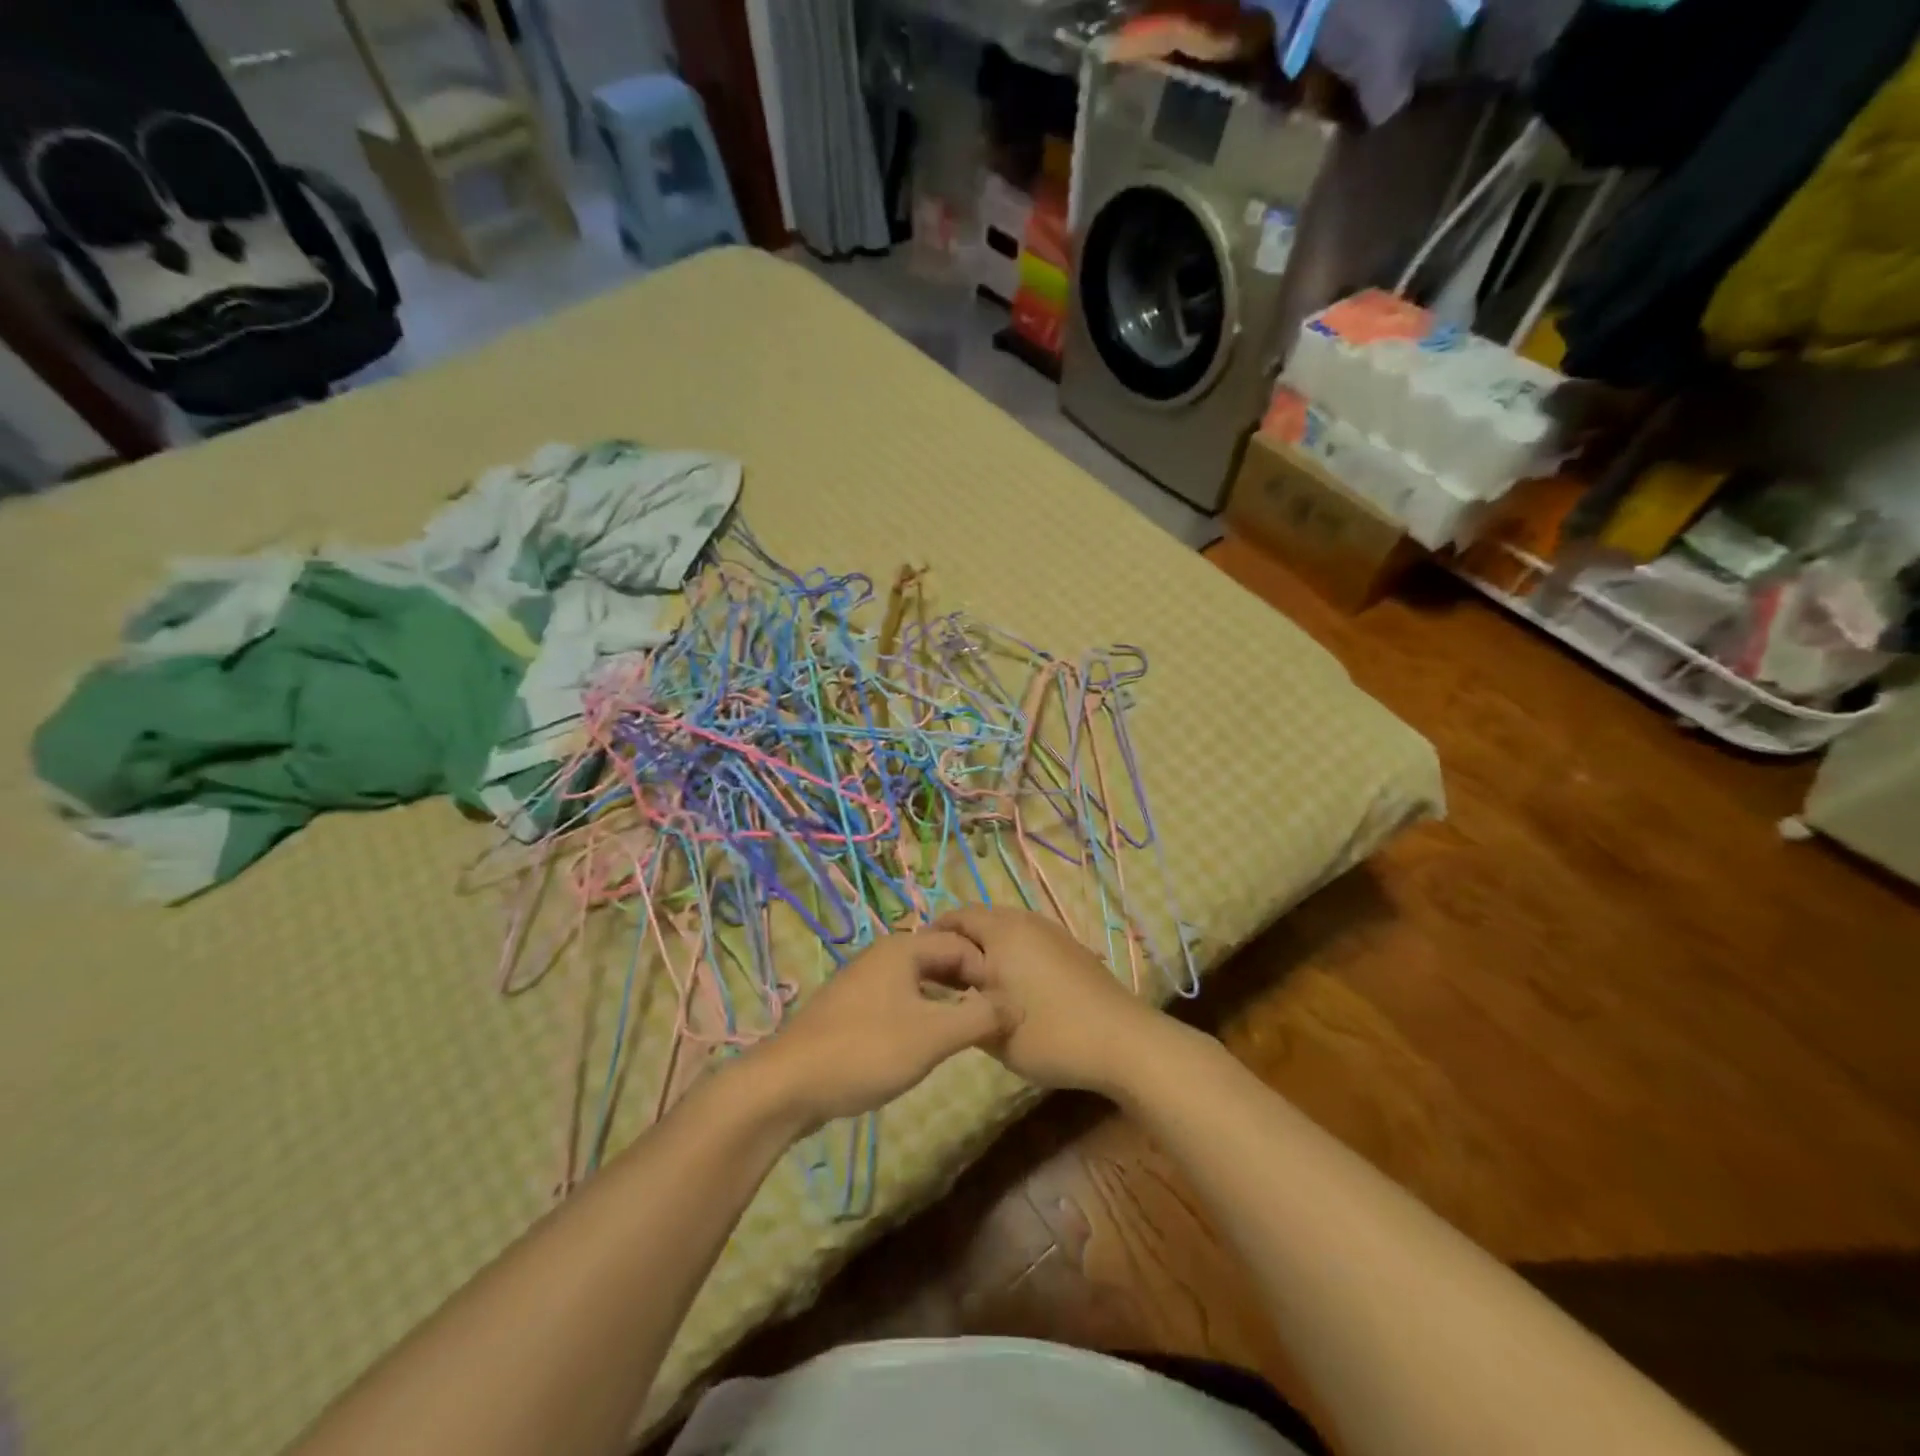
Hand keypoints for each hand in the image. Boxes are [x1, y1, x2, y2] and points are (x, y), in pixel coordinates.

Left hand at [749, 929, 1006, 1130]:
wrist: (788, 1084)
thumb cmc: (866, 1051)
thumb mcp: (933, 1036)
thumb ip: (980, 1017)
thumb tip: (1016, 1004)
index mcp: (904, 949)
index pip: (962, 945)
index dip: (990, 972)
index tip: (1010, 1005)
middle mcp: (884, 956)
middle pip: (940, 958)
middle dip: (970, 982)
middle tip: (996, 1016)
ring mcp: (864, 982)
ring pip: (920, 981)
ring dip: (948, 999)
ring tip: (970, 1029)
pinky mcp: (851, 1010)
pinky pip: (900, 1000)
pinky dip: (923, 1012)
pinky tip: (929, 1041)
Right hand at [932, 906, 1169, 1095]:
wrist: (1124, 1042)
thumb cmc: (1051, 1034)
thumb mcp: (993, 1031)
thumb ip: (962, 1008)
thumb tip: (947, 994)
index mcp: (1002, 931)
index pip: (956, 918)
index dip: (933, 937)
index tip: (919, 967)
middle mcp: (1026, 922)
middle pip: (982, 921)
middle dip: (960, 944)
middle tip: (943, 978)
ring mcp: (1052, 933)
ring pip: (1007, 932)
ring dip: (987, 951)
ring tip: (975, 986)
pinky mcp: (1071, 950)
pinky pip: (1028, 942)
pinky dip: (1012, 957)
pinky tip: (1012, 989)